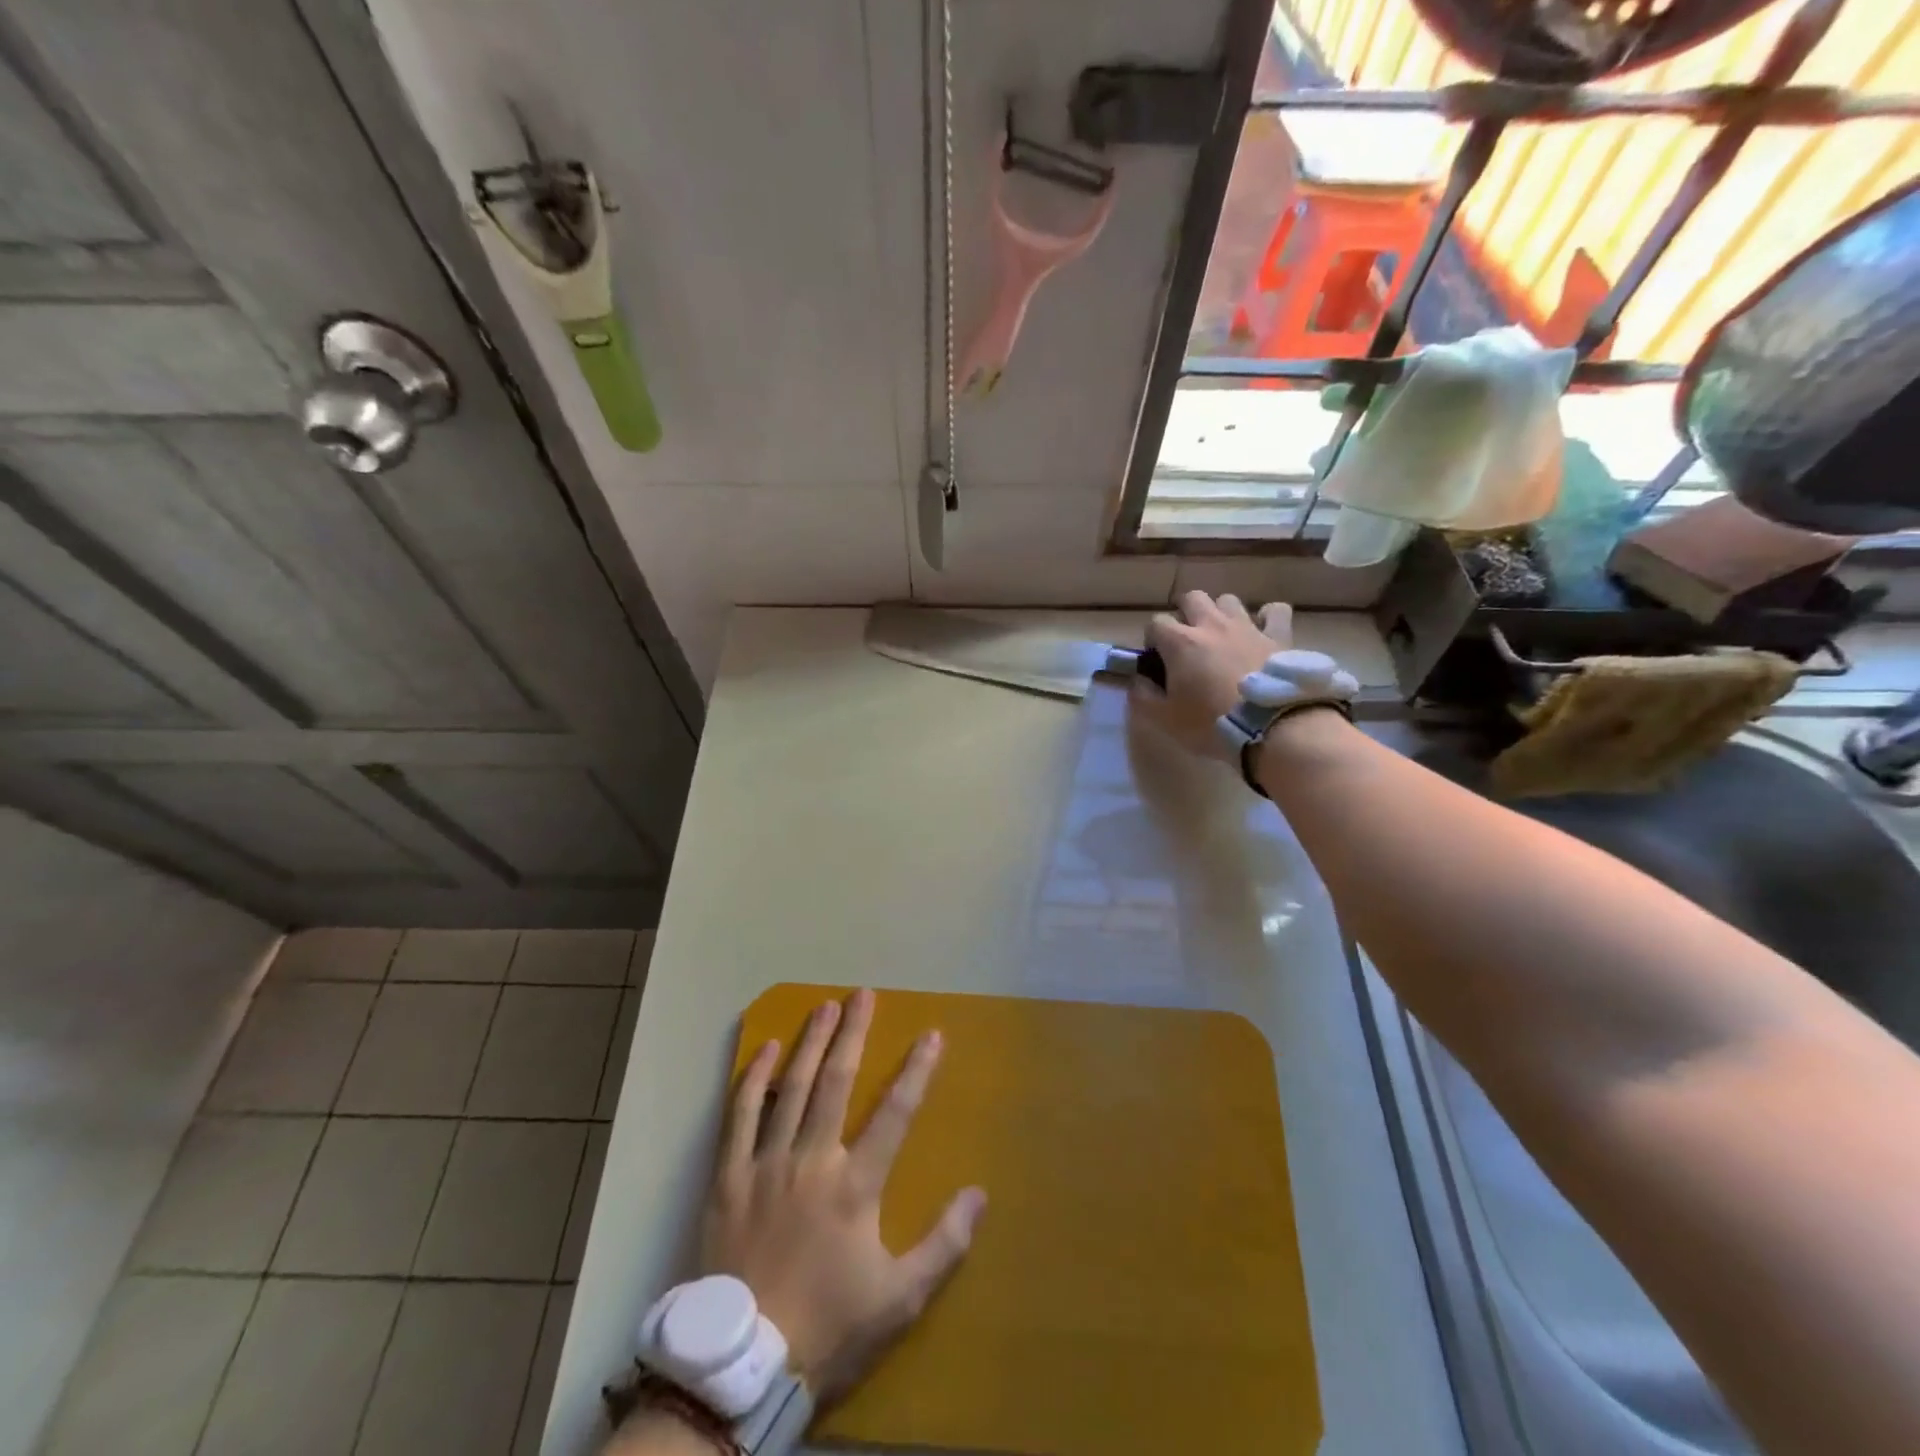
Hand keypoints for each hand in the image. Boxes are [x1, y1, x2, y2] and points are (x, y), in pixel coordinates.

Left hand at [702, 989, 985, 1402]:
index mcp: (855, 1186)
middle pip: (836, 1082)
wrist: (742, 1368)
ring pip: (791, 1088)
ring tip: (824, 1006)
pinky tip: (767, 1049)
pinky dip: (754, 1079)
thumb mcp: (900, 1300)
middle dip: (853, 1034)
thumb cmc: (829, 1329)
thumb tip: (979, 1194)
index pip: (895, 1113)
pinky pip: (739, 1116)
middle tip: (863, 994)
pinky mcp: (728, 1178)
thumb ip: (944, 1245)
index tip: (932, 1035)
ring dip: (810, 1043)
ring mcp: (765, 1164)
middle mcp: (811, 1161)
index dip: (917, 1071)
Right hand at [1132, 591, 1292, 758]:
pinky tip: (1262, 631)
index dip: (1152, 639)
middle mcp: (1211, 625)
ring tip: (1222, 635)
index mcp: (1180, 643)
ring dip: (1221, 613)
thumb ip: (1143, 696)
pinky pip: (1274, 611)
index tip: (1157, 659)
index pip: (1155, 622)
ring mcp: (1247, 626)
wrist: (1271, 726)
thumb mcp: (1164, 719)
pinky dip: (1267, 617)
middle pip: (1192, 598)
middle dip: (1184, 613)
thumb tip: (1138, 680)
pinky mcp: (1278, 636)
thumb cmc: (1211, 723)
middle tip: (1186, 639)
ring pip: (1228, 600)